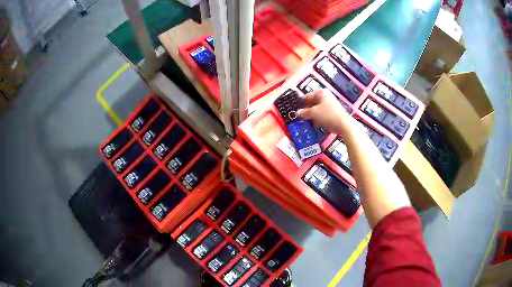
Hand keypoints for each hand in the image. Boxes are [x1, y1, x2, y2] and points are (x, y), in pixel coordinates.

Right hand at [297, 89, 350, 133]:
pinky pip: (322, 114)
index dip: (301, 102)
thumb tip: (298, 113)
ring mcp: (330, 105)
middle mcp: (326, 97)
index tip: (296, 108)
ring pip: (317, 109)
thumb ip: (304, 112)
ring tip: (306, 120)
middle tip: (301, 115)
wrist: (343, 124)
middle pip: (313, 102)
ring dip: (312, 115)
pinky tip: (314, 123)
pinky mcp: (332, 113)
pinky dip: (318, 118)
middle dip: (307, 109)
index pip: (308, 95)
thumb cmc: (329, 115)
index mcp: (322, 93)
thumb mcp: (313, 113)